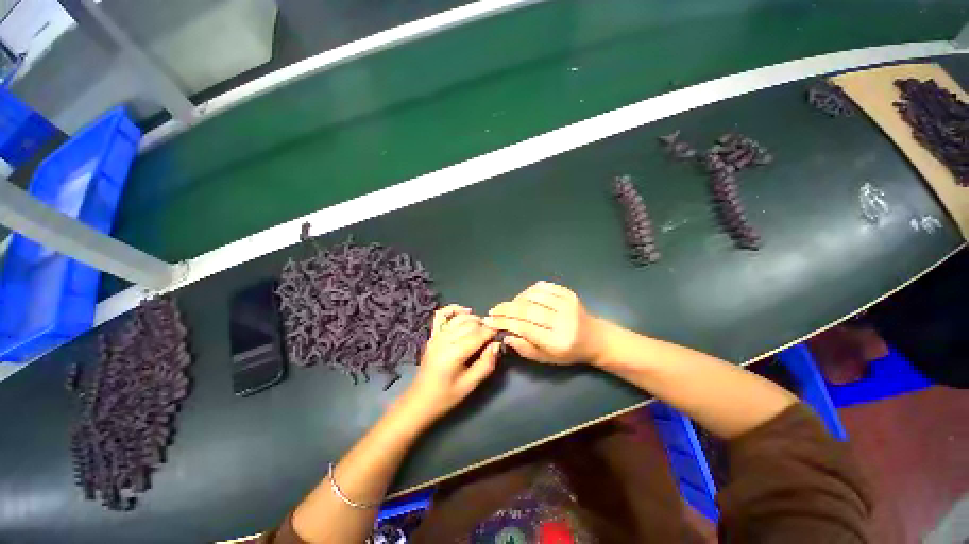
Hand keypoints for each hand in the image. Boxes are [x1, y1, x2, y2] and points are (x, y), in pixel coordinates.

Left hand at [399, 305, 500, 424]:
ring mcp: (437, 335)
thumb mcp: (470, 385)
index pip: (478, 335)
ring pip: (460, 318)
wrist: (420, 400)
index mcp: (453, 353)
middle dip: (484, 326)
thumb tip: (496, 344)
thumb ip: (486, 363)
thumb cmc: (446, 396)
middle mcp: (444, 340)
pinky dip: (454, 309)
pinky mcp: (433, 335)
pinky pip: (442, 314)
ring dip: (474, 319)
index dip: (492, 332)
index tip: (501, 335)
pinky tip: (465, 311)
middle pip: (470, 324)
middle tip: (492, 337)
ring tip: (483, 328)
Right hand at [484, 281, 604, 364]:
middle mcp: (563, 321)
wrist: (595, 338)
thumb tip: (505, 335)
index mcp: (558, 341)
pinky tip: (522, 298)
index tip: (489, 321)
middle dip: (505, 309)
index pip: (524, 328)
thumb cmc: (569, 352)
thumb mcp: (547, 358)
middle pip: (527, 310)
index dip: (504, 323)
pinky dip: (528, 291)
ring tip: (508, 306)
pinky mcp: (569, 293)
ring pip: (533, 296)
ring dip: (516, 299)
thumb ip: (525, 348)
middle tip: (493, 310)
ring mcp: (567, 304)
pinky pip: (543, 287)